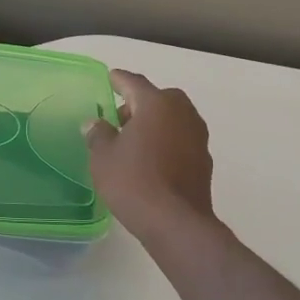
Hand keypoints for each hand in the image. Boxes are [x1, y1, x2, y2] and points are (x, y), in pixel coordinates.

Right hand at [84, 70, 216, 238]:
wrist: (175, 222)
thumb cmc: (133, 181)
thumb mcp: (103, 157)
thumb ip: (98, 134)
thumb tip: (96, 123)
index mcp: (156, 104)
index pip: (134, 83)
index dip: (119, 80)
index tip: (110, 78)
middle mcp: (182, 113)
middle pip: (159, 99)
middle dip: (140, 103)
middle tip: (119, 117)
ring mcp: (198, 137)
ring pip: (173, 119)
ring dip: (155, 123)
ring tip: (133, 140)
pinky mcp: (203, 160)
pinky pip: (180, 139)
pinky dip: (166, 142)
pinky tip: (151, 159)